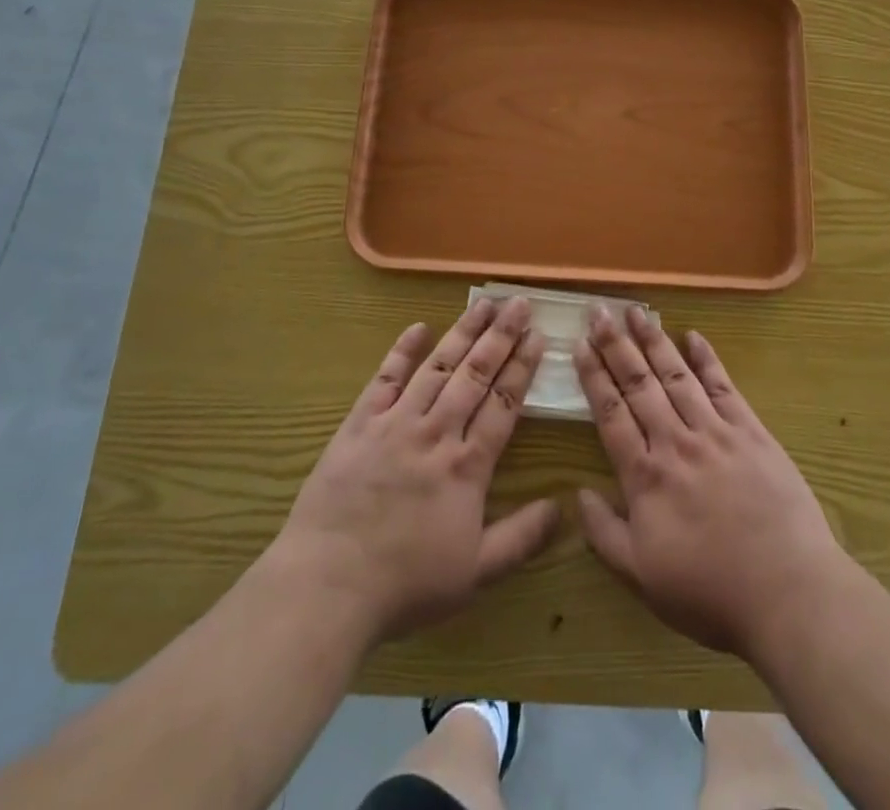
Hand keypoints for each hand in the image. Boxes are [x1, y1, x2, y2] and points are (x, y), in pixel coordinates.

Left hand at [268, 297, 560, 645]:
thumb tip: (562, 507)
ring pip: (437, 367)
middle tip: (519, 303)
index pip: (503, 403)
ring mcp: (395, 423)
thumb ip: (521, 538)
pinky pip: (385, 379)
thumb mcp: (475, 573)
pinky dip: (403, 351)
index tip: (538, 336)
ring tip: (484, 305)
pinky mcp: (359, 424)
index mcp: (467, 465)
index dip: (522, 367)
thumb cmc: (405, 584)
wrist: (327, 586)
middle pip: (475, 374)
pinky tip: (418, 327)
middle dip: (500, 336)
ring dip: (463, 333)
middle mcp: (435, 432)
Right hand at [574, 306, 846, 660]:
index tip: (580, 345)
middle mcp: (675, 442)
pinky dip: (706, 359)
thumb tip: (577, 494)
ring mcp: (715, 432)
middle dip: (616, 345)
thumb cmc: (711, 592)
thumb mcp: (643, 578)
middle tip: (599, 311)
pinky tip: (693, 336)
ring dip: (653, 341)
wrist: (788, 592)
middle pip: (639, 384)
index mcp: (645, 476)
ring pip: (676, 376)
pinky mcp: (751, 431)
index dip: (594, 377)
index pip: (611, 413)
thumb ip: (605, 534)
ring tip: (636, 312)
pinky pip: (723, 386)